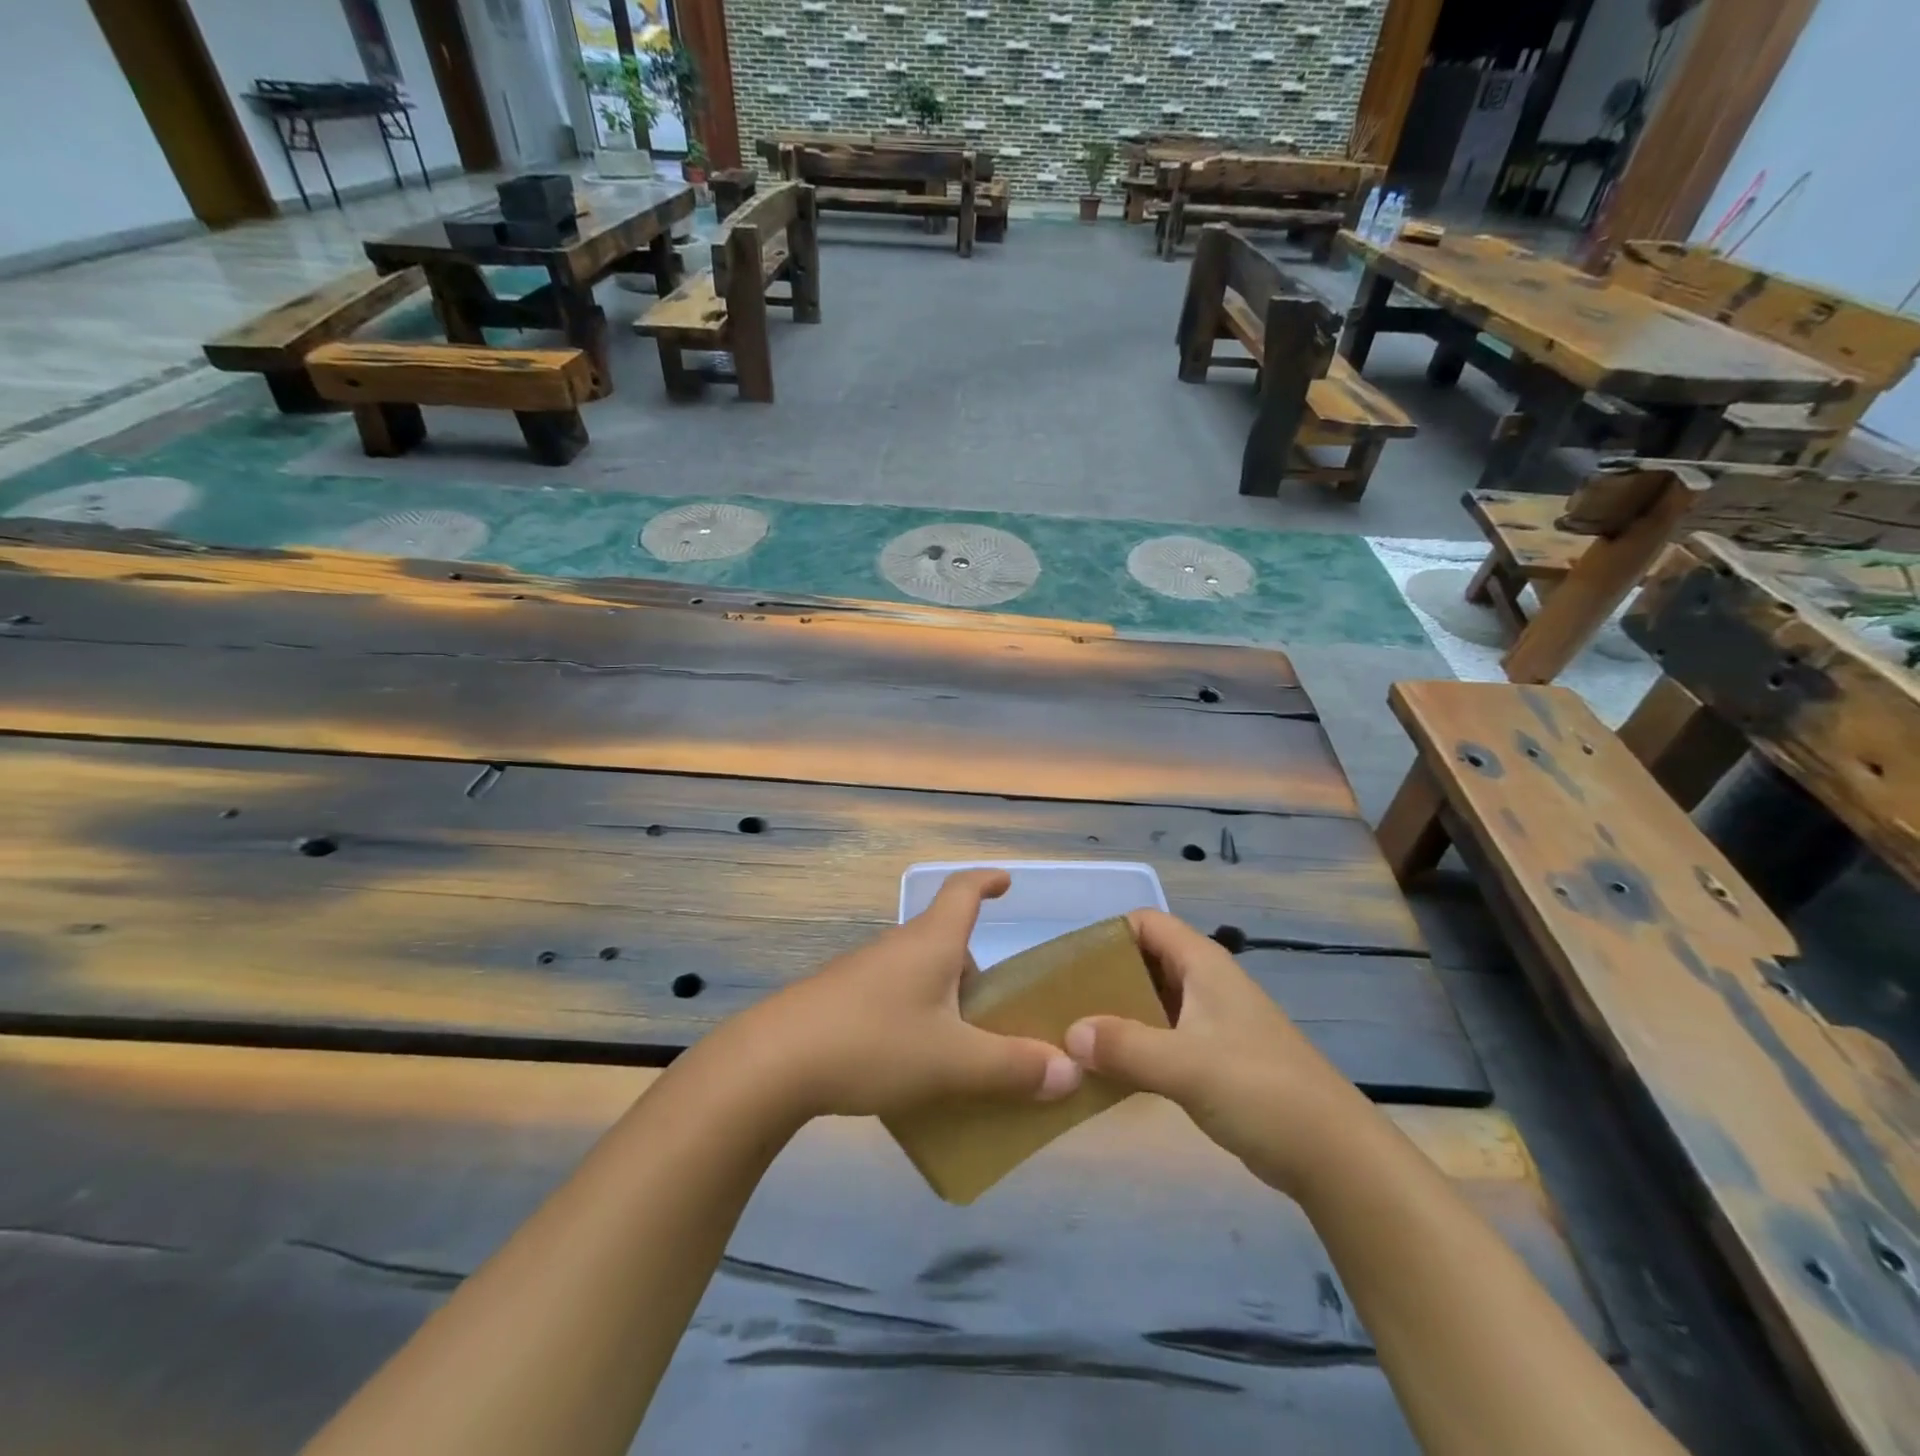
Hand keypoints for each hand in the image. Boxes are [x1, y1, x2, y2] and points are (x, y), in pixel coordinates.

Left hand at [730, 869, 1082, 1119]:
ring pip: (919, 973)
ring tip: (962, 1047)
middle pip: (946, 940)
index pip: (963, 890)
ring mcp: (863, 972)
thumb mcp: (953, 1062)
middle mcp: (898, 947)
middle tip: (998, 1009)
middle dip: (975, 968)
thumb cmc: (873, 1043)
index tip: (1007, 882)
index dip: (987, 881)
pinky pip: (892, 997)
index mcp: (931, 942)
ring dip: (945, 998)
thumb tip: (1071, 1071)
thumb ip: (1013, 1068)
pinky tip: (912, 1064)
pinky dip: (915, 1017)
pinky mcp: (839, 1001)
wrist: (772, 1063)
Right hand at [1064, 909, 1373, 1197]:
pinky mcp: (1215, 1057)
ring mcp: (1212, 1021)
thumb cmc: (1260, 1090)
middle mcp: (1205, 983)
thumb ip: (1124, 1046)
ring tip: (1075, 1037)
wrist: (1334, 1155)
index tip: (1068, 965)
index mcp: (1203, 964)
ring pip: (1152, 1001)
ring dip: (1117, 1015)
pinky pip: (1163, 1036)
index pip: (1145, 923)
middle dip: (1103, 978)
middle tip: (1062, 1004)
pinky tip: (1109, 1070)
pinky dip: (1135, 1045)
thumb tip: (1068, 1035)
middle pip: (1144, 960)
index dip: (1107, 934)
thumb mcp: (1186, 1065)